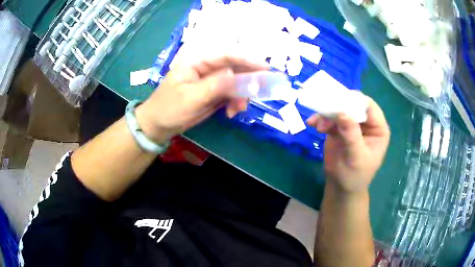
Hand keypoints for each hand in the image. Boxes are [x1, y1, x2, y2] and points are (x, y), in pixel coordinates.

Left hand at [135, 56, 268, 143]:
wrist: (158, 125)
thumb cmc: (169, 108)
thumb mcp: (191, 98)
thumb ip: (215, 86)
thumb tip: (238, 76)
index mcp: (198, 62)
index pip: (226, 56)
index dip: (248, 60)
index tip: (266, 68)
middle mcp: (207, 68)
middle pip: (234, 68)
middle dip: (247, 82)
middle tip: (258, 94)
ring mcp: (210, 81)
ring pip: (235, 83)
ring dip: (241, 95)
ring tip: (238, 110)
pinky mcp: (213, 93)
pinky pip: (230, 94)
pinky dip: (235, 103)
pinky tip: (231, 113)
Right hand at [307, 94, 389, 193]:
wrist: (341, 187)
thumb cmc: (355, 175)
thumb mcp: (356, 157)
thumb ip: (351, 135)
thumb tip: (342, 113)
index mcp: (378, 129)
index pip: (370, 107)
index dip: (356, 101)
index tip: (339, 101)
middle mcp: (366, 123)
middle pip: (353, 105)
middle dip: (338, 106)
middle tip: (324, 109)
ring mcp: (352, 124)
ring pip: (340, 109)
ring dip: (327, 114)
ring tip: (317, 124)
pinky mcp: (339, 128)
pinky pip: (330, 118)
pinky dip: (321, 119)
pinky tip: (313, 124)